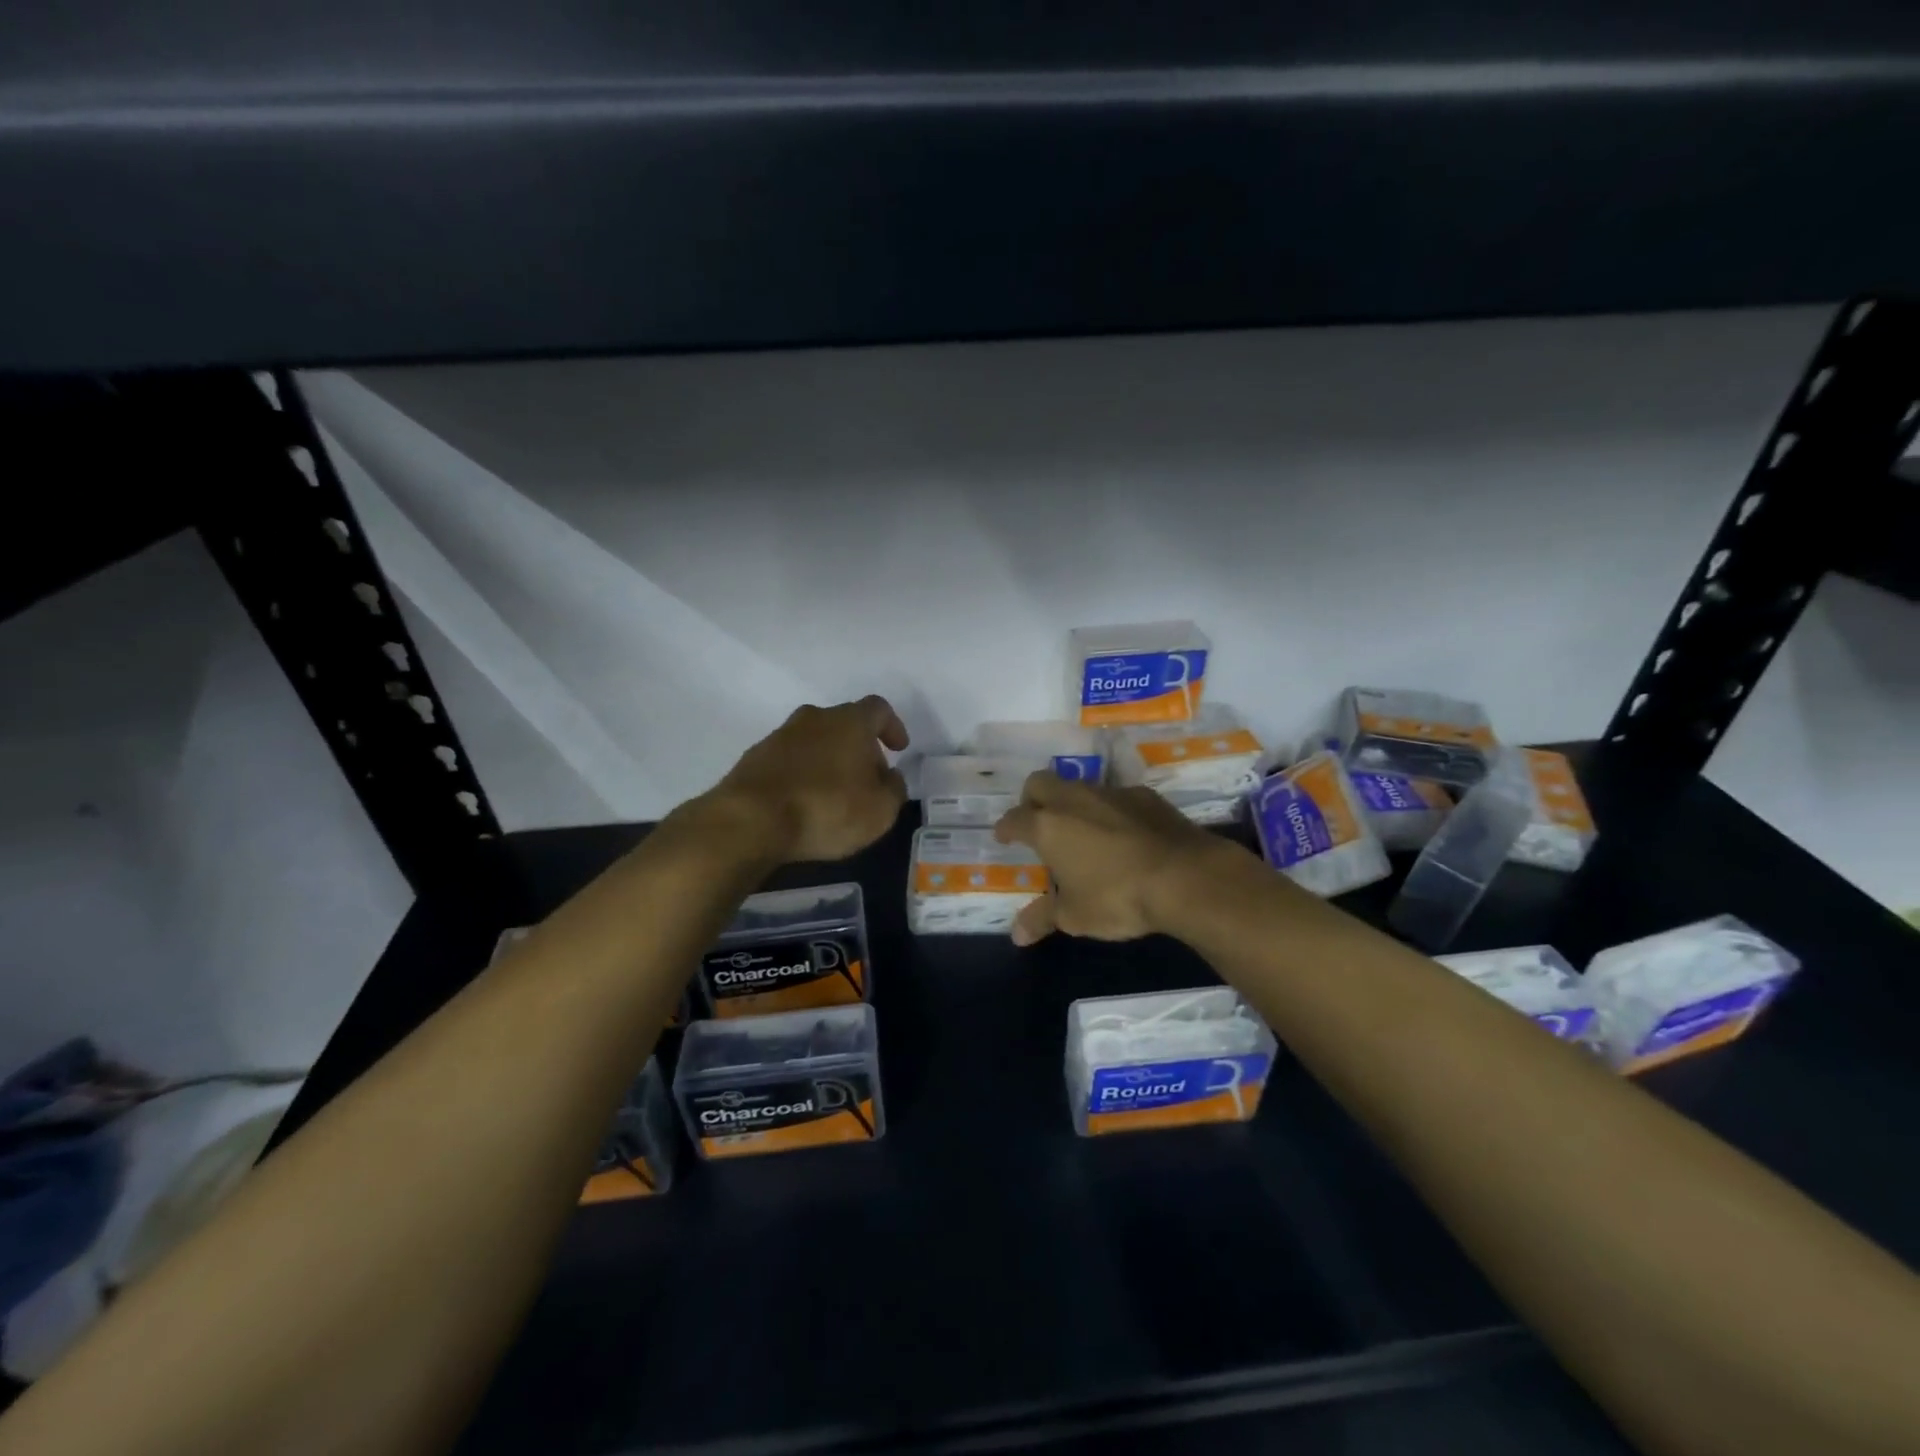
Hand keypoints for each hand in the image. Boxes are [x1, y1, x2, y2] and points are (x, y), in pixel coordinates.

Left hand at [708, 696, 910, 862]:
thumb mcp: (880, 810)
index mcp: (849, 721)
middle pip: (844, 723)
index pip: (878, 709)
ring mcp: (779, 736)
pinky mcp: (754, 758)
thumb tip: (890, 777)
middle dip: (860, 747)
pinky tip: (804, 801)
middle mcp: (814, 718)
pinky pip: (789, 760)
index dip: (892, 726)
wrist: (752, 820)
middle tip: (868, 778)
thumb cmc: (828, 809)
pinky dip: (802, 774)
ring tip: (835, 793)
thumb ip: (893, 788)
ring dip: (828, 760)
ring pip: (814, 740)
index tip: (898, 749)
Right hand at [992, 772, 1236, 944]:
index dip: (1006, 828)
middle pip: (1039, 783)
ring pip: (1078, 785)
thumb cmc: (1117, 897)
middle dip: (1032, 799)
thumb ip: (1042, 918)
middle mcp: (1073, 799)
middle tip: (1037, 822)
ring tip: (1080, 829)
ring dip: (1071, 801)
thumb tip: (1017, 935)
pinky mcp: (1144, 795)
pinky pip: (1115, 795)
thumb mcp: (1075, 916)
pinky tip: (1121, 832)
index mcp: (1047, 826)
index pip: (1014, 819)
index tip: (1003, 836)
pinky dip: (1108, 809)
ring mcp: (1110, 792)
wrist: (1184, 877)